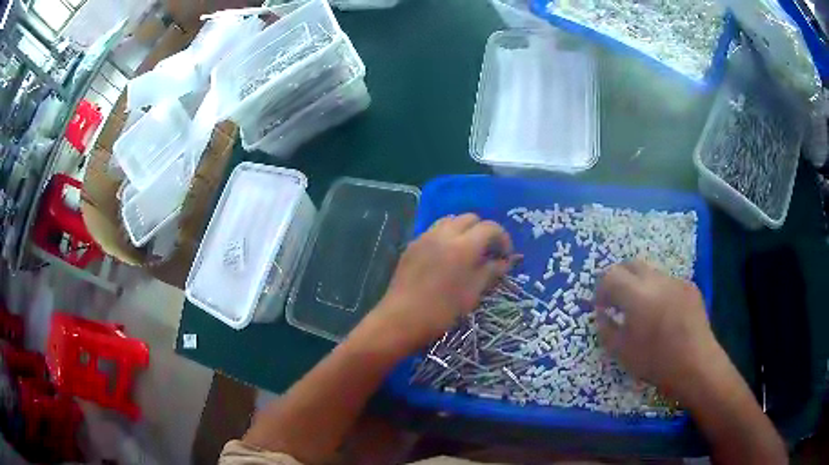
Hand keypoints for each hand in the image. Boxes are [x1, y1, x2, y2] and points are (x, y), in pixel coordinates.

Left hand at [370, 213, 513, 349]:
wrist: (401, 319)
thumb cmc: (442, 311)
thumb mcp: (473, 294)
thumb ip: (491, 272)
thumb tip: (505, 262)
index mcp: (463, 246)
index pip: (490, 228)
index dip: (503, 238)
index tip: (505, 255)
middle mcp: (444, 234)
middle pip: (470, 218)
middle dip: (483, 230)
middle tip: (487, 252)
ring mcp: (425, 237)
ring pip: (450, 220)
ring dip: (464, 230)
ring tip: (467, 251)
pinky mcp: (412, 245)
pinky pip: (434, 230)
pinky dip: (447, 235)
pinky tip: (446, 257)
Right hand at [594, 260, 724, 400]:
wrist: (696, 364)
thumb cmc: (656, 362)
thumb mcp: (622, 352)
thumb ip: (607, 328)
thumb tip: (602, 314)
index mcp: (637, 295)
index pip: (610, 276)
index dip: (601, 289)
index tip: (601, 307)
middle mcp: (656, 280)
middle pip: (630, 264)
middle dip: (619, 279)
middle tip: (616, 301)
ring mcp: (676, 281)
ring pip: (650, 272)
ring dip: (639, 285)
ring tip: (642, 310)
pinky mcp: (690, 287)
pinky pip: (668, 282)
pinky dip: (659, 291)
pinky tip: (664, 314)